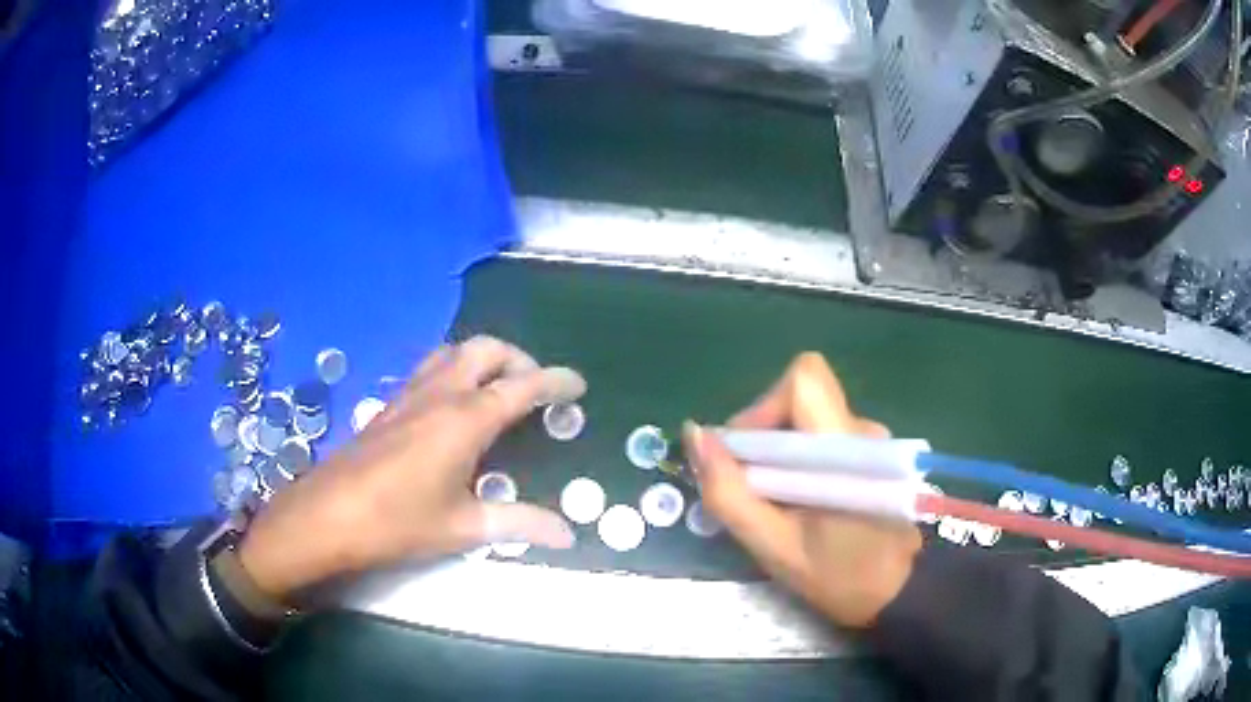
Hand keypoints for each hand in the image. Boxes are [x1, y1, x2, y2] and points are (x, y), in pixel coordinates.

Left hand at [238, 336, 585, 598]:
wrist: (326, 515)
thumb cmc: (396, 522)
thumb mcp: (462, 527)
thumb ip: (518, 523)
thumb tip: (567, 534)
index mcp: (464, 419)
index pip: (521, 386)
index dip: (554, 380)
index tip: (577, 384)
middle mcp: (439, 394)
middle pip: (485, 350)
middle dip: (518, 358)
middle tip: (535, 387)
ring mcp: (409, 394)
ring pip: (453, 351)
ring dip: (483, 358)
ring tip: (498, 388)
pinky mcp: (389, 404)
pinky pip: (430, 367)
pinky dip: (455, 368)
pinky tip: (454, 404)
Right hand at [683, 353, 921, 628]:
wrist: (899, 592)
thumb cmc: (840, 577)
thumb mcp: (775, 548)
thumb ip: (730, 493)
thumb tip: (695, 434)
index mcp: (844, 447)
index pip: (803, 381)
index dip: (763, 407)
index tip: (745, 457)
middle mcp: (861, 430)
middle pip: (798, 397)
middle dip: (762, 434)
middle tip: (751, 487)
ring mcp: (868, 439)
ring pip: (806, 418)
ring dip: (777, 451)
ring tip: (775, 503)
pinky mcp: (867, 452)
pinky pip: (819, 435)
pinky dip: (796, 459)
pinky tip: (798, 500)